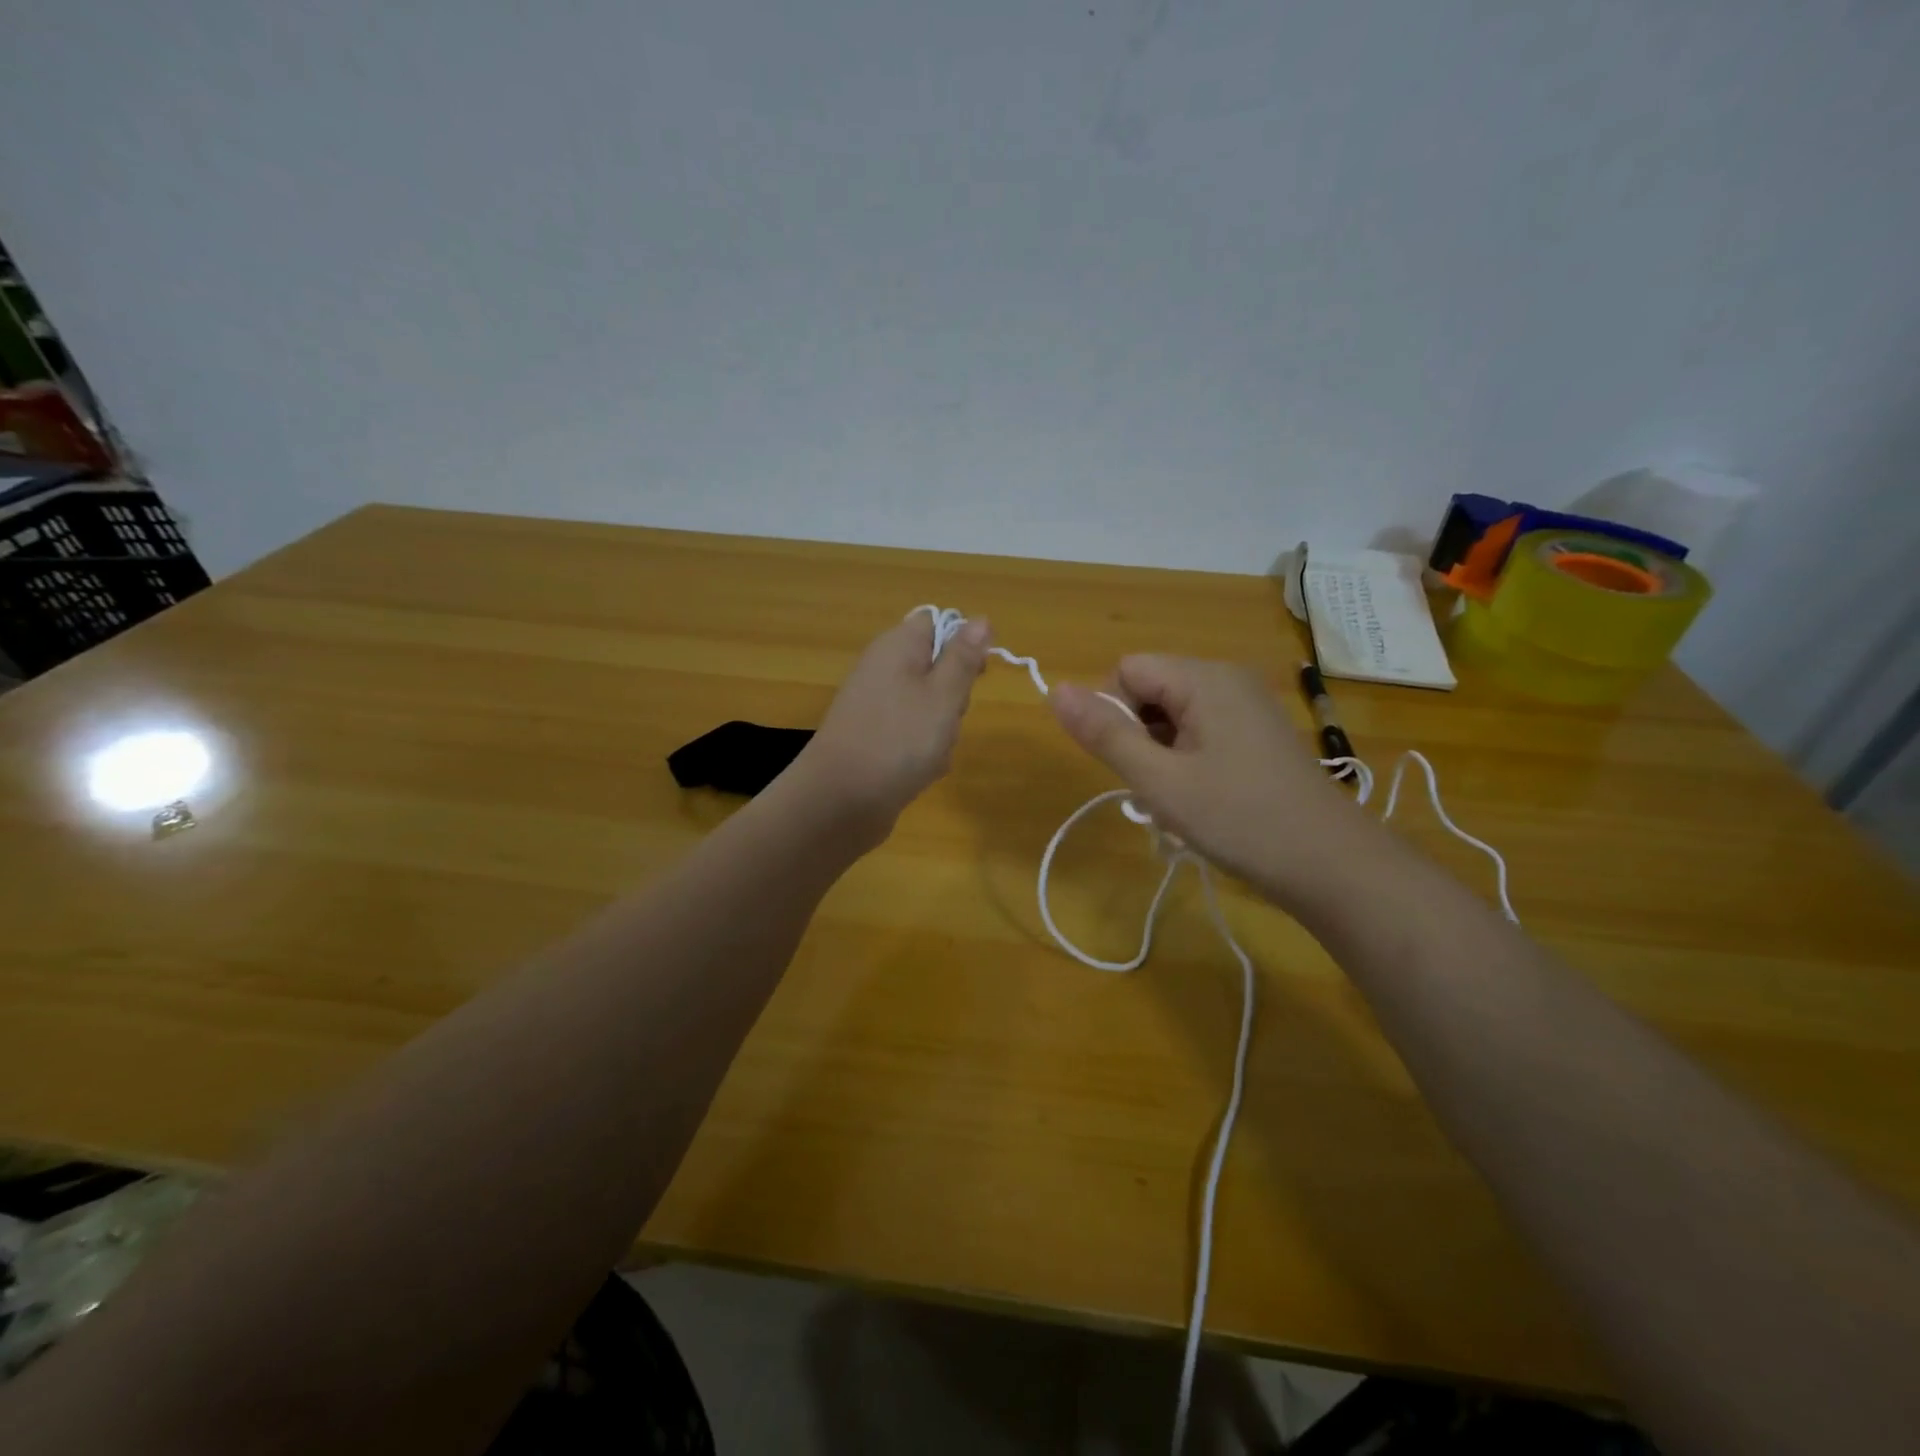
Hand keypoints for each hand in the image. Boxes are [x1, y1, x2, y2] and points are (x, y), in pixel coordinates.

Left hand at [786, 612, 991, 847]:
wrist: (840, 801)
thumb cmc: (899, 740)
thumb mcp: (944, 694)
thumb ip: (963, 657)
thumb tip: (981, 619)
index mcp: (897, 646)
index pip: (935, 622)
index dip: (962, 643)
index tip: (976, 673)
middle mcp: (882, 670)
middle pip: (935, 667)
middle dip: (955, 695)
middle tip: (951, 716)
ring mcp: (875, 707)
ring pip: (928, 707)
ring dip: (942, 729)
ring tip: (935, 751)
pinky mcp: (872, 739)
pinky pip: (911, 735)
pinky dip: (923, 751)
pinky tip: (921, 771)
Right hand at [1049, 656, 1378, 905]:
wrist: (1330, 864)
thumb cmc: (1239, 819)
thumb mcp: (1159, 781)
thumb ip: (1105, 734)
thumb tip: (1055, 690)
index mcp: (1204, 679)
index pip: (1127, 670)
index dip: (1114, 713)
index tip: (1132, 763)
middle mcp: (1227, 679)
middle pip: (1150, 690)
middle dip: (1138, 737)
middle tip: (1155, 789)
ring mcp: (1247, 706)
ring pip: (1173, 715)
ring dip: (1160, 754)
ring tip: (1178, 801)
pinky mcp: (1258, 733)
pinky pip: (1200, 731)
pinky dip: (1186, 760)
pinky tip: (1200, 800)